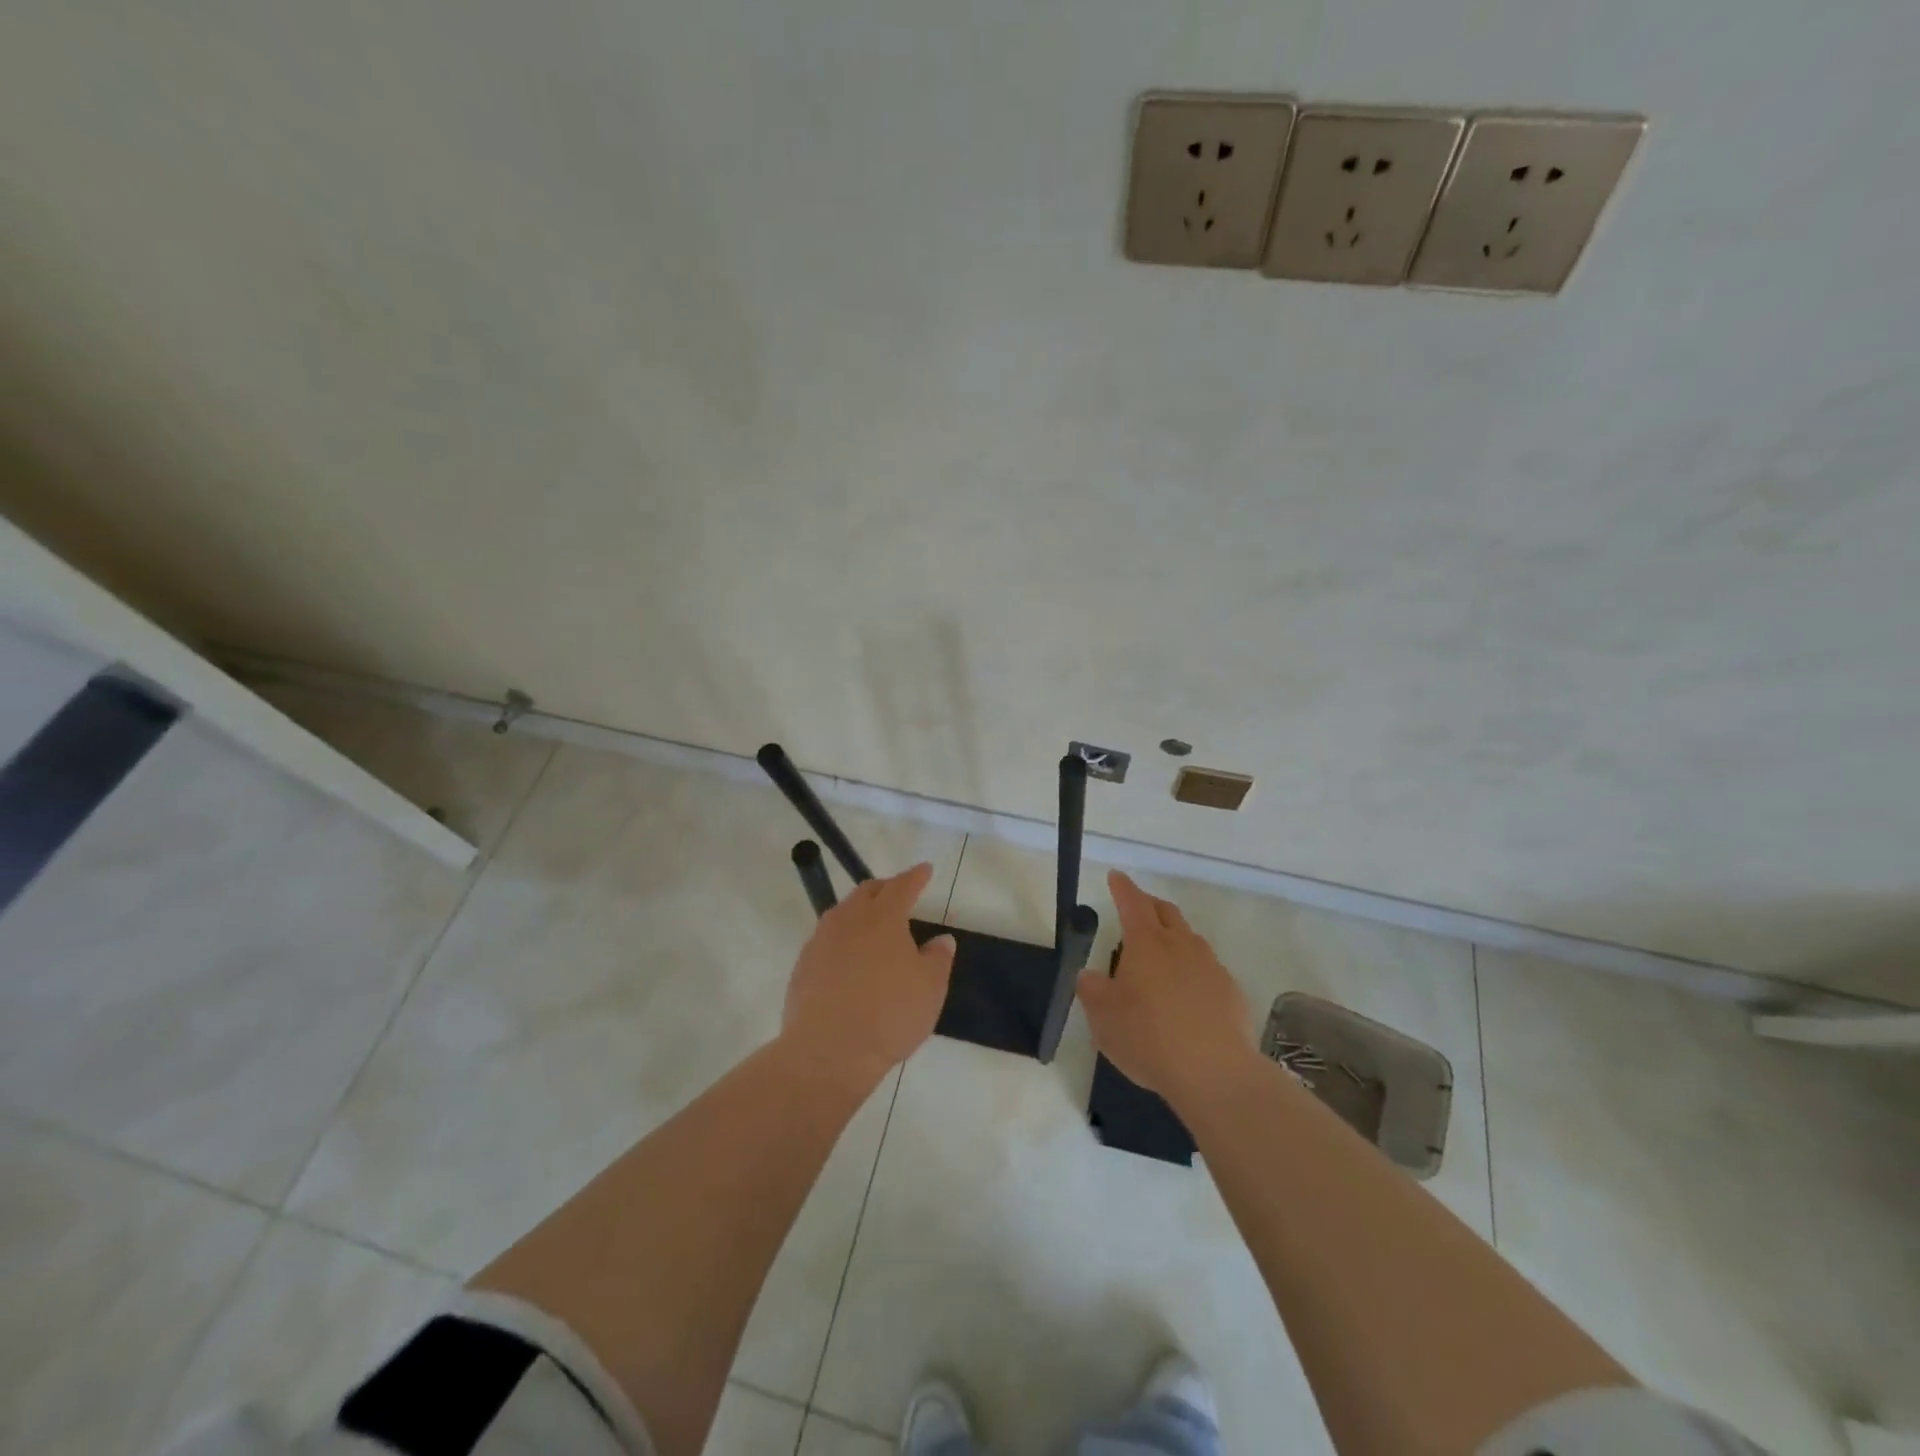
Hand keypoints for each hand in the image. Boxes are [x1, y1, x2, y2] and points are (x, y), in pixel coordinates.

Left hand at [781, 863, 955, 1087]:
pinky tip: (849, 958)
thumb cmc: (889, 1015)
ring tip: (873, 924)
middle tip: (899, 894)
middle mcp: (849, 919)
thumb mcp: (930, 988)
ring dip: (860, 911)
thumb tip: (942, 939)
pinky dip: (843, 938)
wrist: (828, 1051)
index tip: (924, 869)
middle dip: (886, 888)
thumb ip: (938, 958)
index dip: (915, 876)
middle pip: (867, 892)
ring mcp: (821, 941)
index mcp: (883, 917)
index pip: (902, 886)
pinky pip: (827, 939)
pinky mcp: (803, 965)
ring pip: (843, 913)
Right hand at [1077, 870, 1257, 1106]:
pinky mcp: (1231, 992)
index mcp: (1147, 943)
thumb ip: (1091, 990)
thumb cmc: (1148, 1037)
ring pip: (1190, 939)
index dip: (1123, 888)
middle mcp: (1181, 945)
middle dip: (1149, 904)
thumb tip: (1091, 975)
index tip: (1116, 876)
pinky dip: (1193, 969)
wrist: (1214, 1073)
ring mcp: (1210, 967)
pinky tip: (1187, 993)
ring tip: (1161, 952)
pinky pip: (1208, 969)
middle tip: (1137, 908)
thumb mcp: (1102, 1017)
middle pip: (1166, 912)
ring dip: (1174, 936)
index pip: (1133, 903)